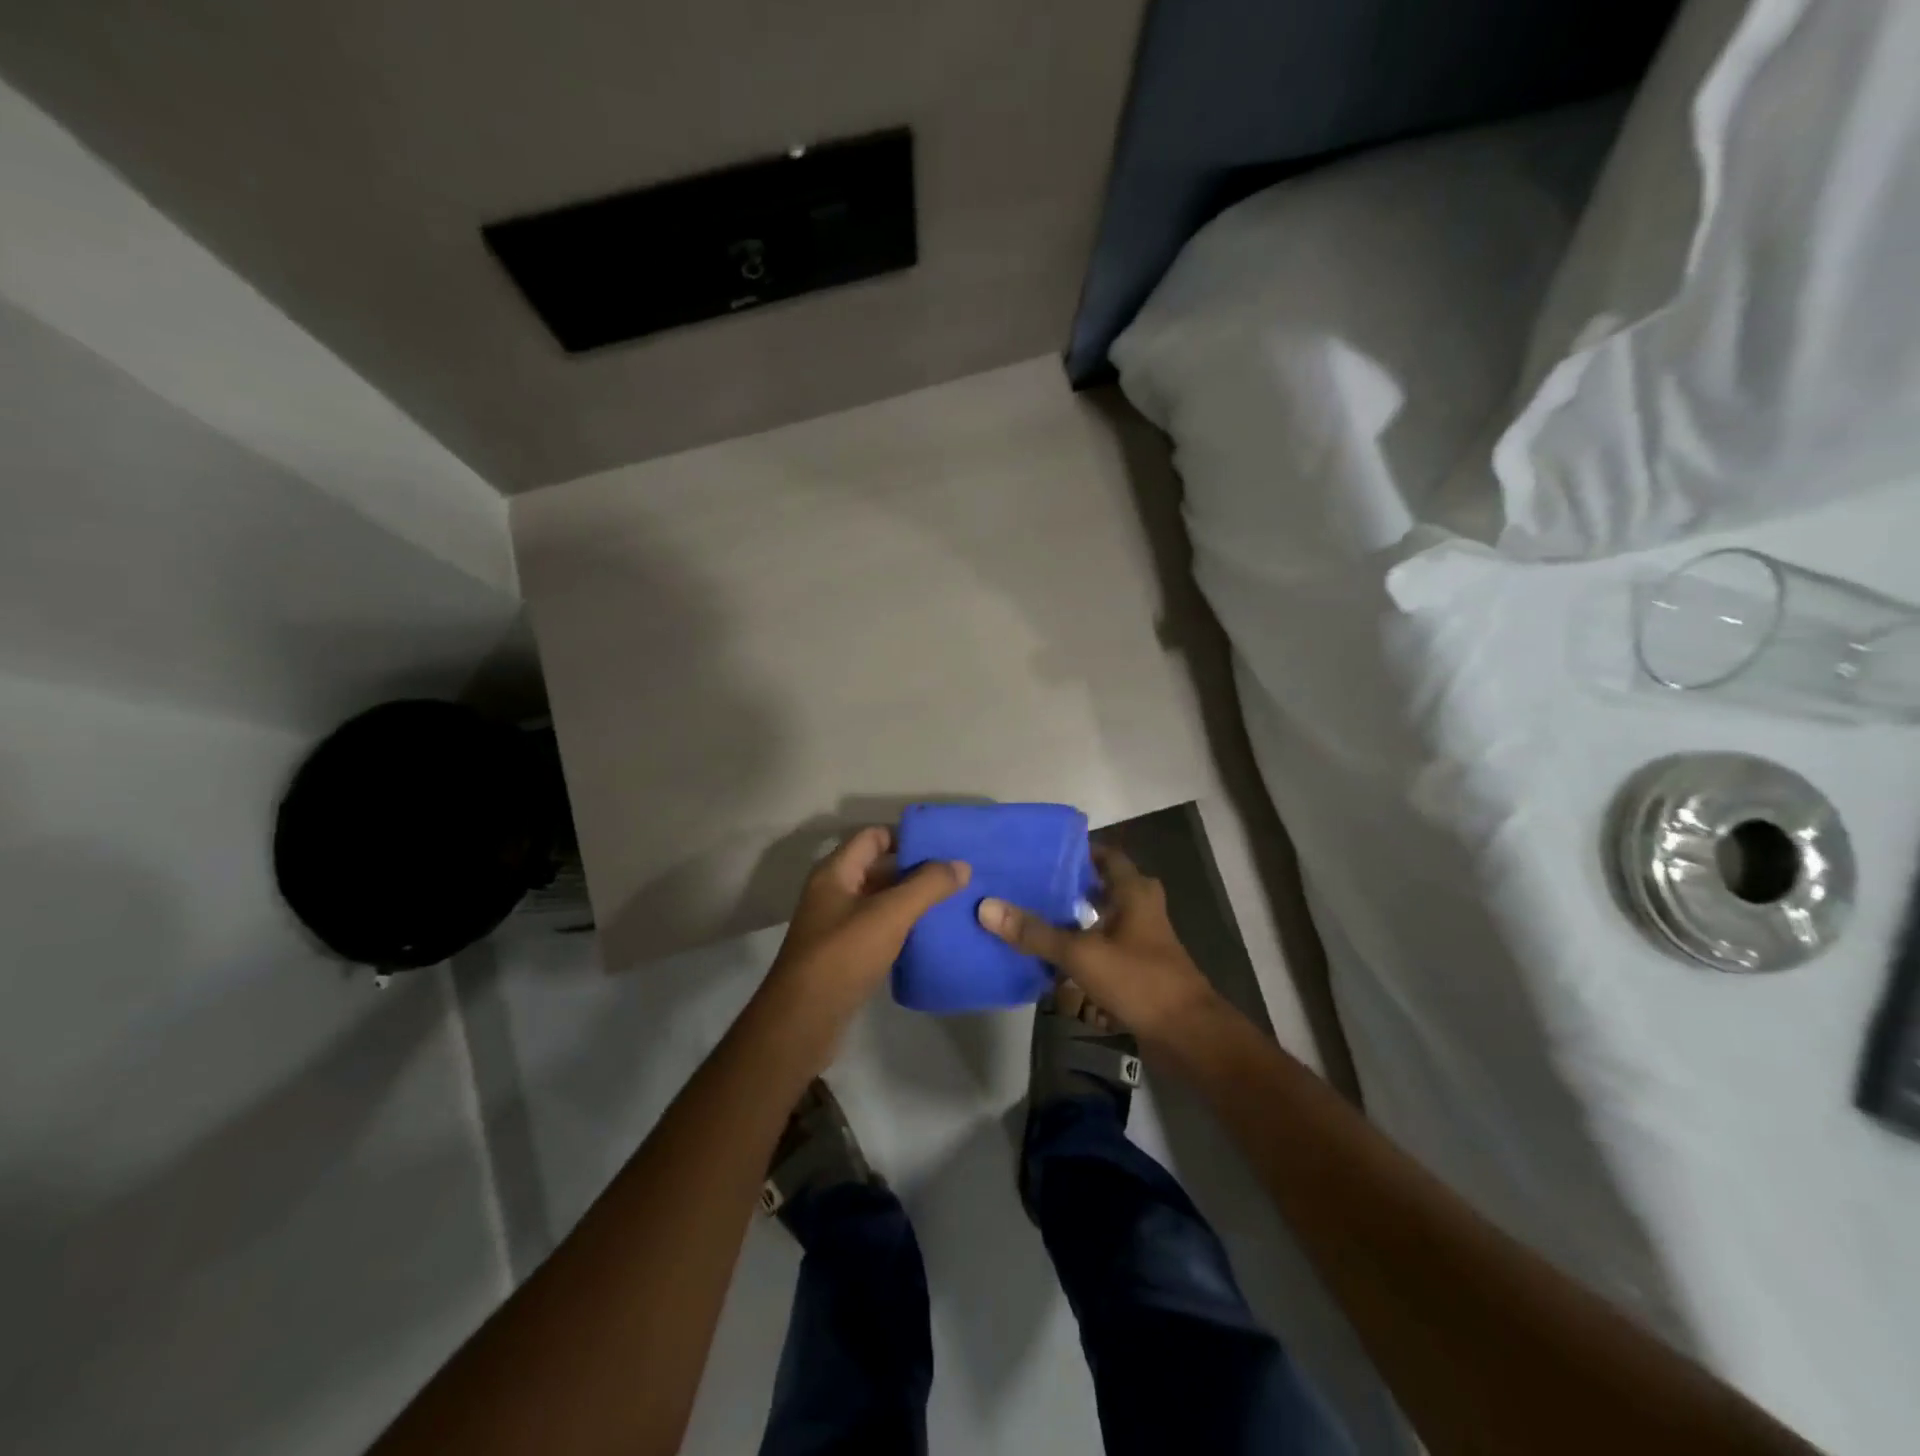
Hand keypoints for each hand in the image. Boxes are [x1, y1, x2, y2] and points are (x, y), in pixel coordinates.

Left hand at [767, 826, 969, 1016]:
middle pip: (879, 867)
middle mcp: (834, 892)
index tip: (944, 845)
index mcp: (836, 872)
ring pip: (881, 900)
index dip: (907, 836)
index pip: (874, 836)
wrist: (803, 1022)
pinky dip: (903, 927)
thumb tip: (960, 864)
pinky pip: (879, 929)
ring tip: (954, 902)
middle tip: (958, 875)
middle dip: (916, 869)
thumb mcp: (889, 915)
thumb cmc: (843, 956)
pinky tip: (932, 935)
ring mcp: (838, 925)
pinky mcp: (845, 955)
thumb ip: (926, 886)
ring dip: (912, 900)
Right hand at [976, 844, 1217, 1039]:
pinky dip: (1082, 946)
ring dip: (1075, 917)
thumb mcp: (1081, 954)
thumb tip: (987, 907)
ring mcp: (1142, 938)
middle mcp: (1141, 907)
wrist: (1187, 1035)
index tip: (1040, 852)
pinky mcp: (1139, 966)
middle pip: (1101, 885)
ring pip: (1102, 917)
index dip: (1076, 850)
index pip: (1104, 854)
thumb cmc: (1139, 980)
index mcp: (1134, 891)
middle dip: (1069, 884)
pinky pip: (1105, 945)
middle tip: (1030, 883)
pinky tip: (1053, 956)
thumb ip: (1036, 933)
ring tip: (1033, 915)